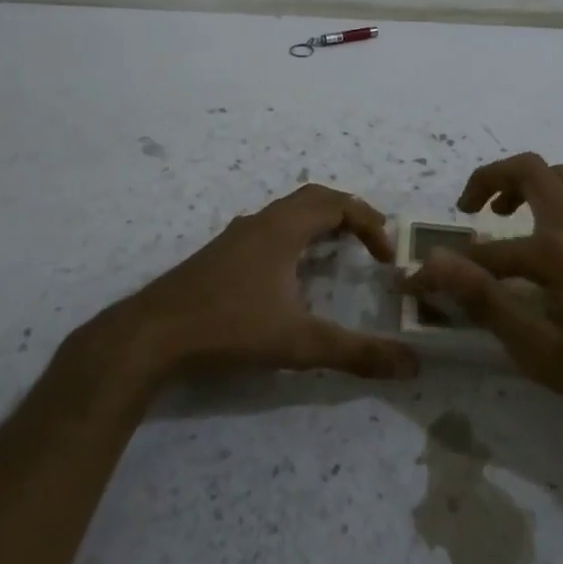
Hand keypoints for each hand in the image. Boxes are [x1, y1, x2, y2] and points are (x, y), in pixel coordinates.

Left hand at [99, 183, 419, 384]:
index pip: (337, 204)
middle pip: (313, 199)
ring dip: (319, 224)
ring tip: (338, 254)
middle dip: (348, 215)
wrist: (152, 334)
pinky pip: (269, 230)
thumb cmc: (229, 327)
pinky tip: (291, 275)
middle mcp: (260, 223)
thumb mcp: (299, 343)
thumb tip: (411, 364)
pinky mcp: (219, 255)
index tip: (386, 256)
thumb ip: (356, 353)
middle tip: (371, 243)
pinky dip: (294, 238)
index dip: (369, 223)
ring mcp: (236, 237)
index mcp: (283, 229)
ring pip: (287, 214)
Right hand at [406, 154, 562, 425]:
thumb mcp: (539, 348)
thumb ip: (485, 300)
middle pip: (528, 170)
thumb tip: (436, 264)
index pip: (484, 252)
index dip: (447, 269)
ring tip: (511, 213)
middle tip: (470, 208)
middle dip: (489, 179)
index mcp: (554, 250)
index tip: (420, 283)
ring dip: (531, 183)